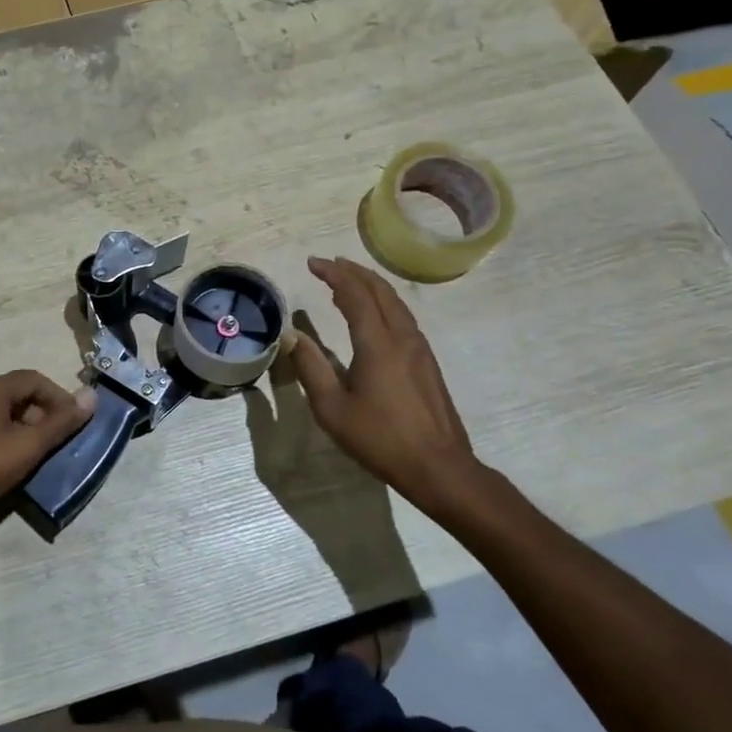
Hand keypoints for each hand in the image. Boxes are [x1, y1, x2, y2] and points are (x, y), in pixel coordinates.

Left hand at [0, 370, 95, 527]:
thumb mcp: (27, 446)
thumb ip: (61, 423)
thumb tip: (92, 396)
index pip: (36, 379)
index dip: (60, 398)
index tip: (74, 423)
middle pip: (20, 394)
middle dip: (44, 415)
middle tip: (58, 443)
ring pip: (4, 412)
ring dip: (26, 428)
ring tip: (38, 456)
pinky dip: (7, 438)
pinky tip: (11, 463)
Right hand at [289, 256, 491, 518]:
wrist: (439, 467)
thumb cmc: (380, 439)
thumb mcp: (332, 409)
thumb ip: (311, 368)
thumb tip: (292, 335)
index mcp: (377, 344)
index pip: (355, 294)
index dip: (333, 274)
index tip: (313, 263)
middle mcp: (402, 337)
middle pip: (380, 291)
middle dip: (354, 271)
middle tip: (329, 263)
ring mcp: (420, 349)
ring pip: (396, 302)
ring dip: (371, 285)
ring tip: (349, 281)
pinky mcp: (427, 362)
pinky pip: (403, 317)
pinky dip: (383, 303)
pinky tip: (373, 314)